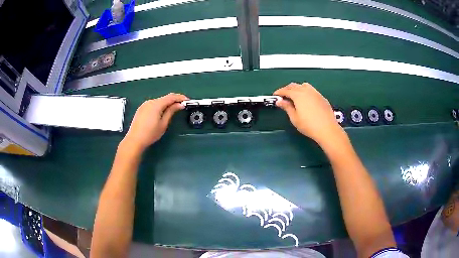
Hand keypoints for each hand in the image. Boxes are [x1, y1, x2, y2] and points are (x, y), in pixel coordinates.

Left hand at [122, 93, 187, 152]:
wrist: (135, 140)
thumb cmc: (150, 133)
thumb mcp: (163, 123)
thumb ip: (171, 111)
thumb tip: (180, 104)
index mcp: (156, 104)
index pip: (171, 97)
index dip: (180, 97)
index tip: (187, 101)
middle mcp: (150, 101)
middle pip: (165, 98)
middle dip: (174, 101)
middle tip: (181, 106)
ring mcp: (144, 104)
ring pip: (159, 101)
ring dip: (166, 104)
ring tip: (173, 110)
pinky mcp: (141, 109)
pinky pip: (153, 104)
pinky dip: (160, 106)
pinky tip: (162, 113)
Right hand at [274, 83, 344, 145]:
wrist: (327, 129)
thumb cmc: (309, 125)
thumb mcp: (294, 118)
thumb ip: (287, 107)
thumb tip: (280, 101)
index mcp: (298, 95)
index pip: (286, 90)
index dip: (279, 92)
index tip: (275, 95)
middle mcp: (307, 91)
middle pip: (294, 86)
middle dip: (287, 89)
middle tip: (283, 96)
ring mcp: (315, 93)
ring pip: (304, 86)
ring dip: (297, 88)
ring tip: (294, 96)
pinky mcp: (322, 97)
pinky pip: (311, 90)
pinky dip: (305, 91)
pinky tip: (306, 100)